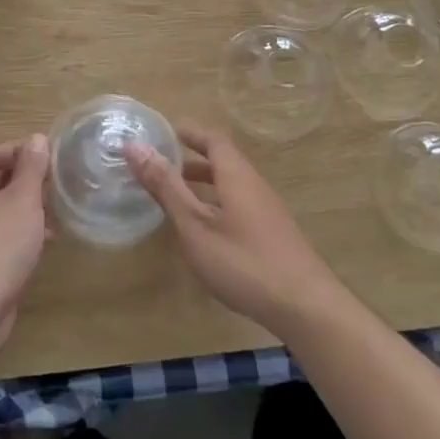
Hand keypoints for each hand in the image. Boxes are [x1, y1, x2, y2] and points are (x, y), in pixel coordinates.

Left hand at [0, 135, 51, 355]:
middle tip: (53, 183)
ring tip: (54, 212)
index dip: (14, 150)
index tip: (44, 158)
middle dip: (22, 180)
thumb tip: (37, 138)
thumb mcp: (22, 200)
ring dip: (24, 209)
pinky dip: (19, 234)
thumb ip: (32, 168)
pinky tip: (44, 243)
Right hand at [126, 124, 345, 336]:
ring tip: (176, 195)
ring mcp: (267, 211)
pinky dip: (216, 203)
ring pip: (232, 185)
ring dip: (204, 183)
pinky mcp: (272, 235)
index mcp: (236, 175)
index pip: (214, 139)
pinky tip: (205, 230)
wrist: (305, 306)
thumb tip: (134, 146)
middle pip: (224, 161)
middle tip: (163, 163)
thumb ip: (166, 187)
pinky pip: (239, 205)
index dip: (190, 132)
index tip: (165, 132)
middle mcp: (254, 185)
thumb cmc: (243, 261)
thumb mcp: (195, 225)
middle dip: (193, 158)